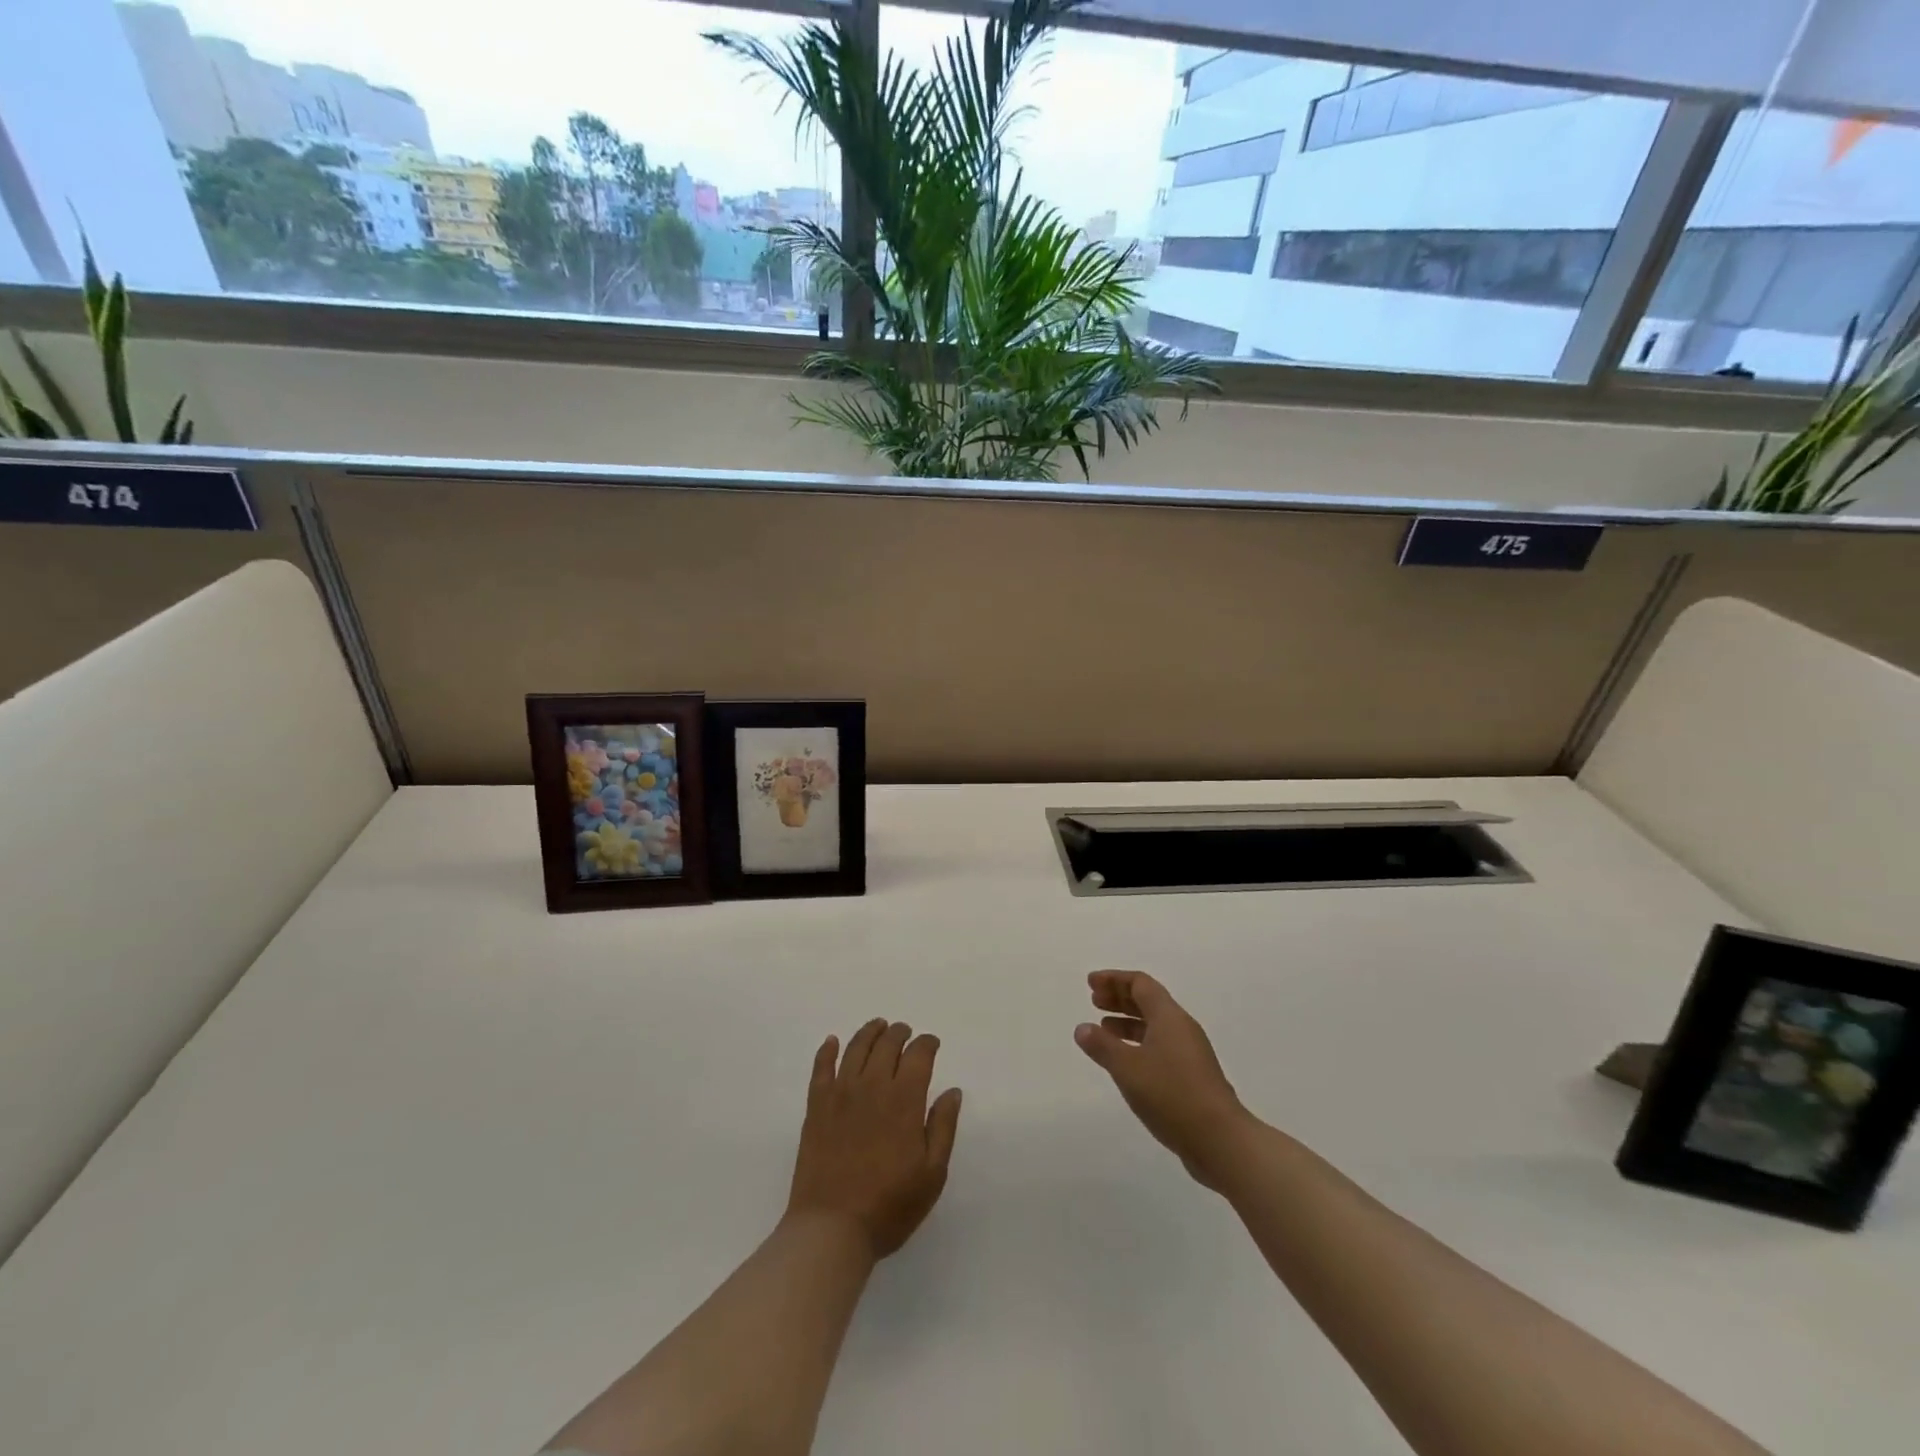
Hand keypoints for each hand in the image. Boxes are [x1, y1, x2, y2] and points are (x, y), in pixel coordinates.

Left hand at [786, 1019, 962, 1258]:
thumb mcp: (932, 1174)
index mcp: (904, 1100)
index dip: (927, 1044)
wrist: (832, 1228)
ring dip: (869, 1032)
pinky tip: (832, 1042)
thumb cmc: (889, 1206)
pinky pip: (821, 1068)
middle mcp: (872, 1086)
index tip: (932, 1044)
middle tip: (905, 1033)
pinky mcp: (816, 1106)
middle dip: (900, 1033)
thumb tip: (952, 1091)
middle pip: (887, 1044)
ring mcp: (841, 1093)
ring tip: (878, 1026)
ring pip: (856, 1048)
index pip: (918, 1055)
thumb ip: (943, 1127)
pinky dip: (827, 1050)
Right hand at [1075, 971, 1250, 1189]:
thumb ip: (1102, 1046)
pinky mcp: (1192, 1076)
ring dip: (1127, 1022)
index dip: (1114, 979)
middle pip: (1148, 1001)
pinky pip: (1160, 1046)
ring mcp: (1190, 1053)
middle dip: (1119, 998)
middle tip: (1093, 1001)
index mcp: (1169, 1017)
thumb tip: (1082, 1028)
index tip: (1091, 984)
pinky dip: (1138, 1044)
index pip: (1140, 983)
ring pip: (1154, 1025)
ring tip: (1103, 1029)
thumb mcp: (1128, 1068)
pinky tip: (1126, 1062)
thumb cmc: (1171, 1095)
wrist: (1220, 1140)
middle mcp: (1182, 1028)